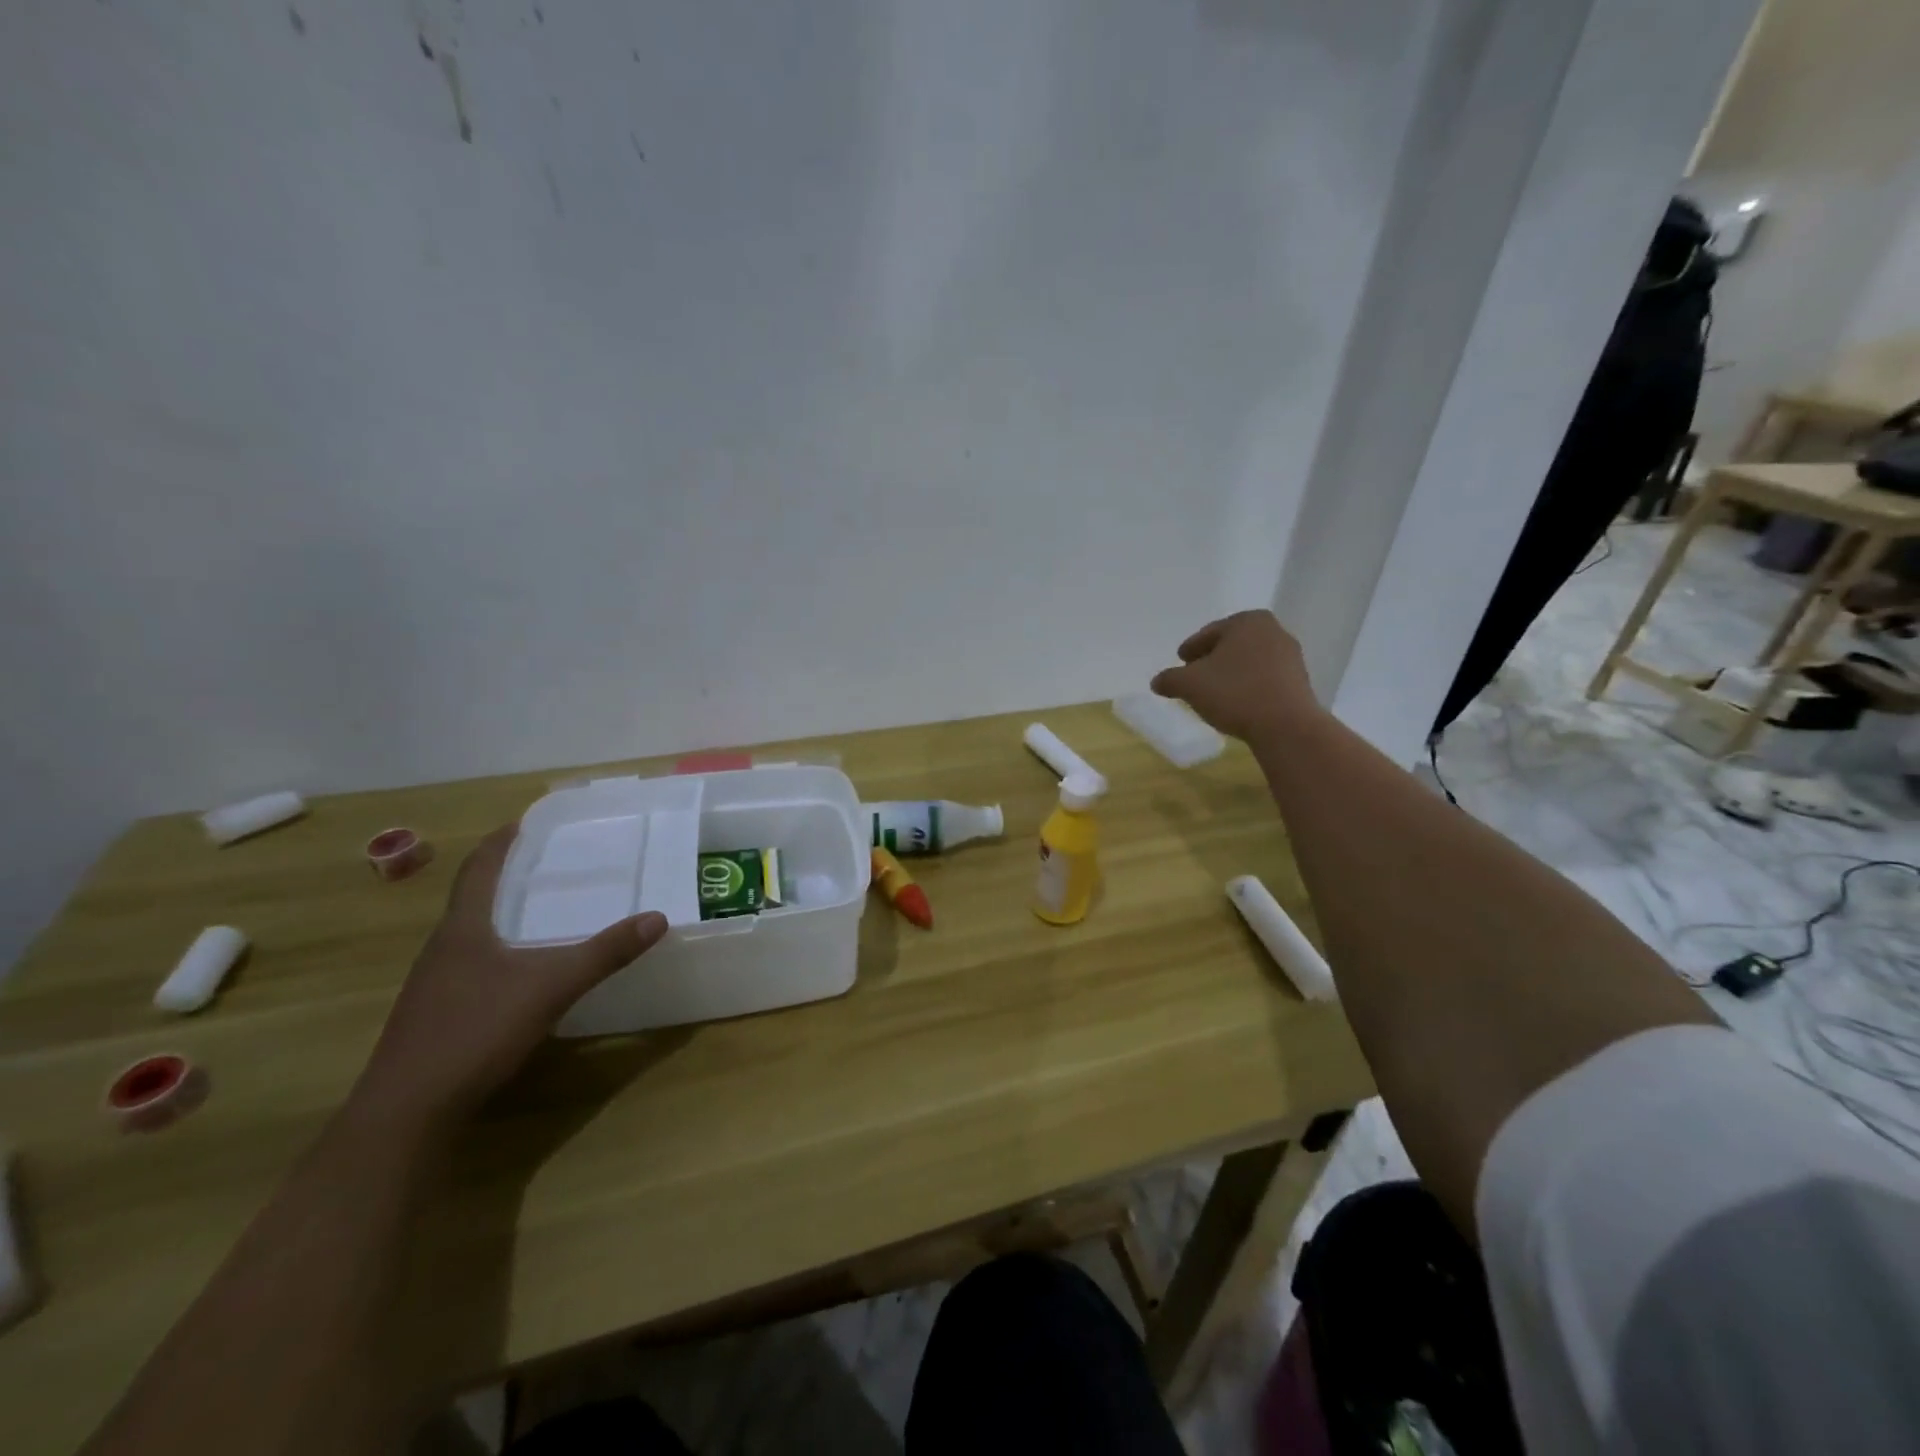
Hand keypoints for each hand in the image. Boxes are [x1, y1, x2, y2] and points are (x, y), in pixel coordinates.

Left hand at [349, 825, 668, 1131]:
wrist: (407, 1112)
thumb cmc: (475, 1031)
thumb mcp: (551, 987)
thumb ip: (605, 953)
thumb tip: (658, 918)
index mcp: (463, 928)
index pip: (478, 868)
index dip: (501, 842)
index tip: (525, 821)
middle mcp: (443, 948)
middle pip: (473, 898)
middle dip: (507, 876)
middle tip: (550, 863)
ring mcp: (434, 985)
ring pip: (471, 935)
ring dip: (502, 916)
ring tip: (541, 911)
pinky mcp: (435, 1016)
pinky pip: (471, 966)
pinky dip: (499, 953)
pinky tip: (522, 972)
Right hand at [1150, 610, 1319, 742]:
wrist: (1285, 726)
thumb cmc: (1234, 693)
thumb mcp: (1189, 685)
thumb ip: (1170, 679)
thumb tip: (1157, 681)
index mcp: (1247, 621)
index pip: (1208, 633)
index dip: (1191, 648)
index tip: (1181, 661)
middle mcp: (1273, 631)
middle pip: (1231, 645)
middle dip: (1212, 659)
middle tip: (1194, 676)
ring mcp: (1290, 657)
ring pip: (1248, 662)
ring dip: (1230, 674)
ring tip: (1214, 693)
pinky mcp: (1299, 682)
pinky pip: (1264, 679)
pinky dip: (1248, 686)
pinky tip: (1236, 703)